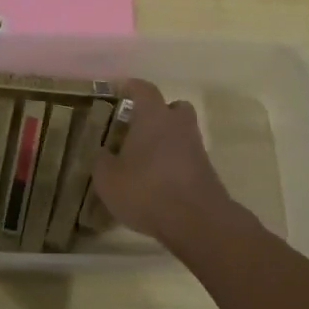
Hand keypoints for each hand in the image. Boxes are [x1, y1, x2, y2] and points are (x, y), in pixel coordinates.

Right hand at [90, 80, 240, 248]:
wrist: (196, 221)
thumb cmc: (146, 190)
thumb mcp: (108, 179)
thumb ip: (102, 161)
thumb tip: (102, 153)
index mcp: (153, 116)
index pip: (143, 89)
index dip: (131, 87)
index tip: (120, 89)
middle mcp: (178, 124)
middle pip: (172, 107)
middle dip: (157, 113)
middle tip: (137, 127)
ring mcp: (196, 147)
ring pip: (180, 133)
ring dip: (166, 140)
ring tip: (144, 159)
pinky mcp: (206, 171)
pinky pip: (186, 157)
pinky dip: (173, 163)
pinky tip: (158, 181)